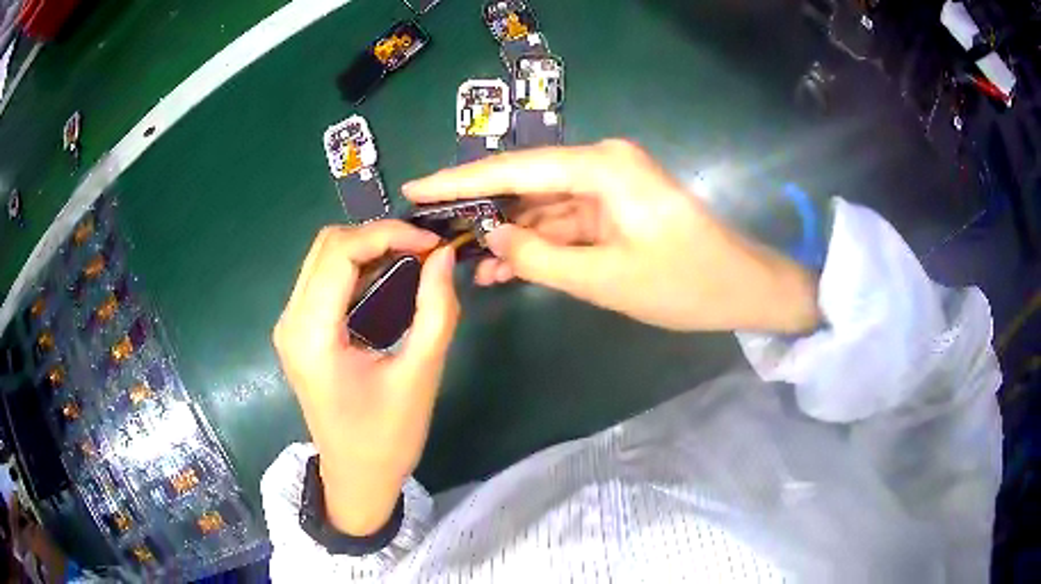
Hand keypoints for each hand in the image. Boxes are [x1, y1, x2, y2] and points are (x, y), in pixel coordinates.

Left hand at [272, 221, 458, 534]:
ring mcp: (290, 325)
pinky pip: (324, 280)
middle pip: (327, 246)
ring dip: (368, 249)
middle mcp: (291, 321)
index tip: (432, 244)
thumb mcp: (419, 375)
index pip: (340, 252)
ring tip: (413, 260)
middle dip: (378, 236)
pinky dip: (358, 269)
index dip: (388, 234)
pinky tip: (389, 280)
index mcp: (312, 335)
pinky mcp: (299, 331)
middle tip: (424, 251)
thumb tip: (443, 256)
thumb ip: (436, 310)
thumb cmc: (386, 438)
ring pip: (324, 257)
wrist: (355, 478)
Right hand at [405, 139, 819, 333]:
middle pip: (525, 183)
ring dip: (509, 235)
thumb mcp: (606, 279)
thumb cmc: (686, 283)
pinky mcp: (615, 207)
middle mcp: (601, 163)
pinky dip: (539, 244)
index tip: (415, 188)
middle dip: (480, 209)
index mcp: (602, 167)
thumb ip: (541, 257)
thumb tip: (491, 239)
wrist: (743, 289)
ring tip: (466, 263)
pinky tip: (507, 268)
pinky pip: (565, 222)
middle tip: (433, 229)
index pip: (515, 170)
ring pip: (543, 206)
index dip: (460, 180)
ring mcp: (609, 186)